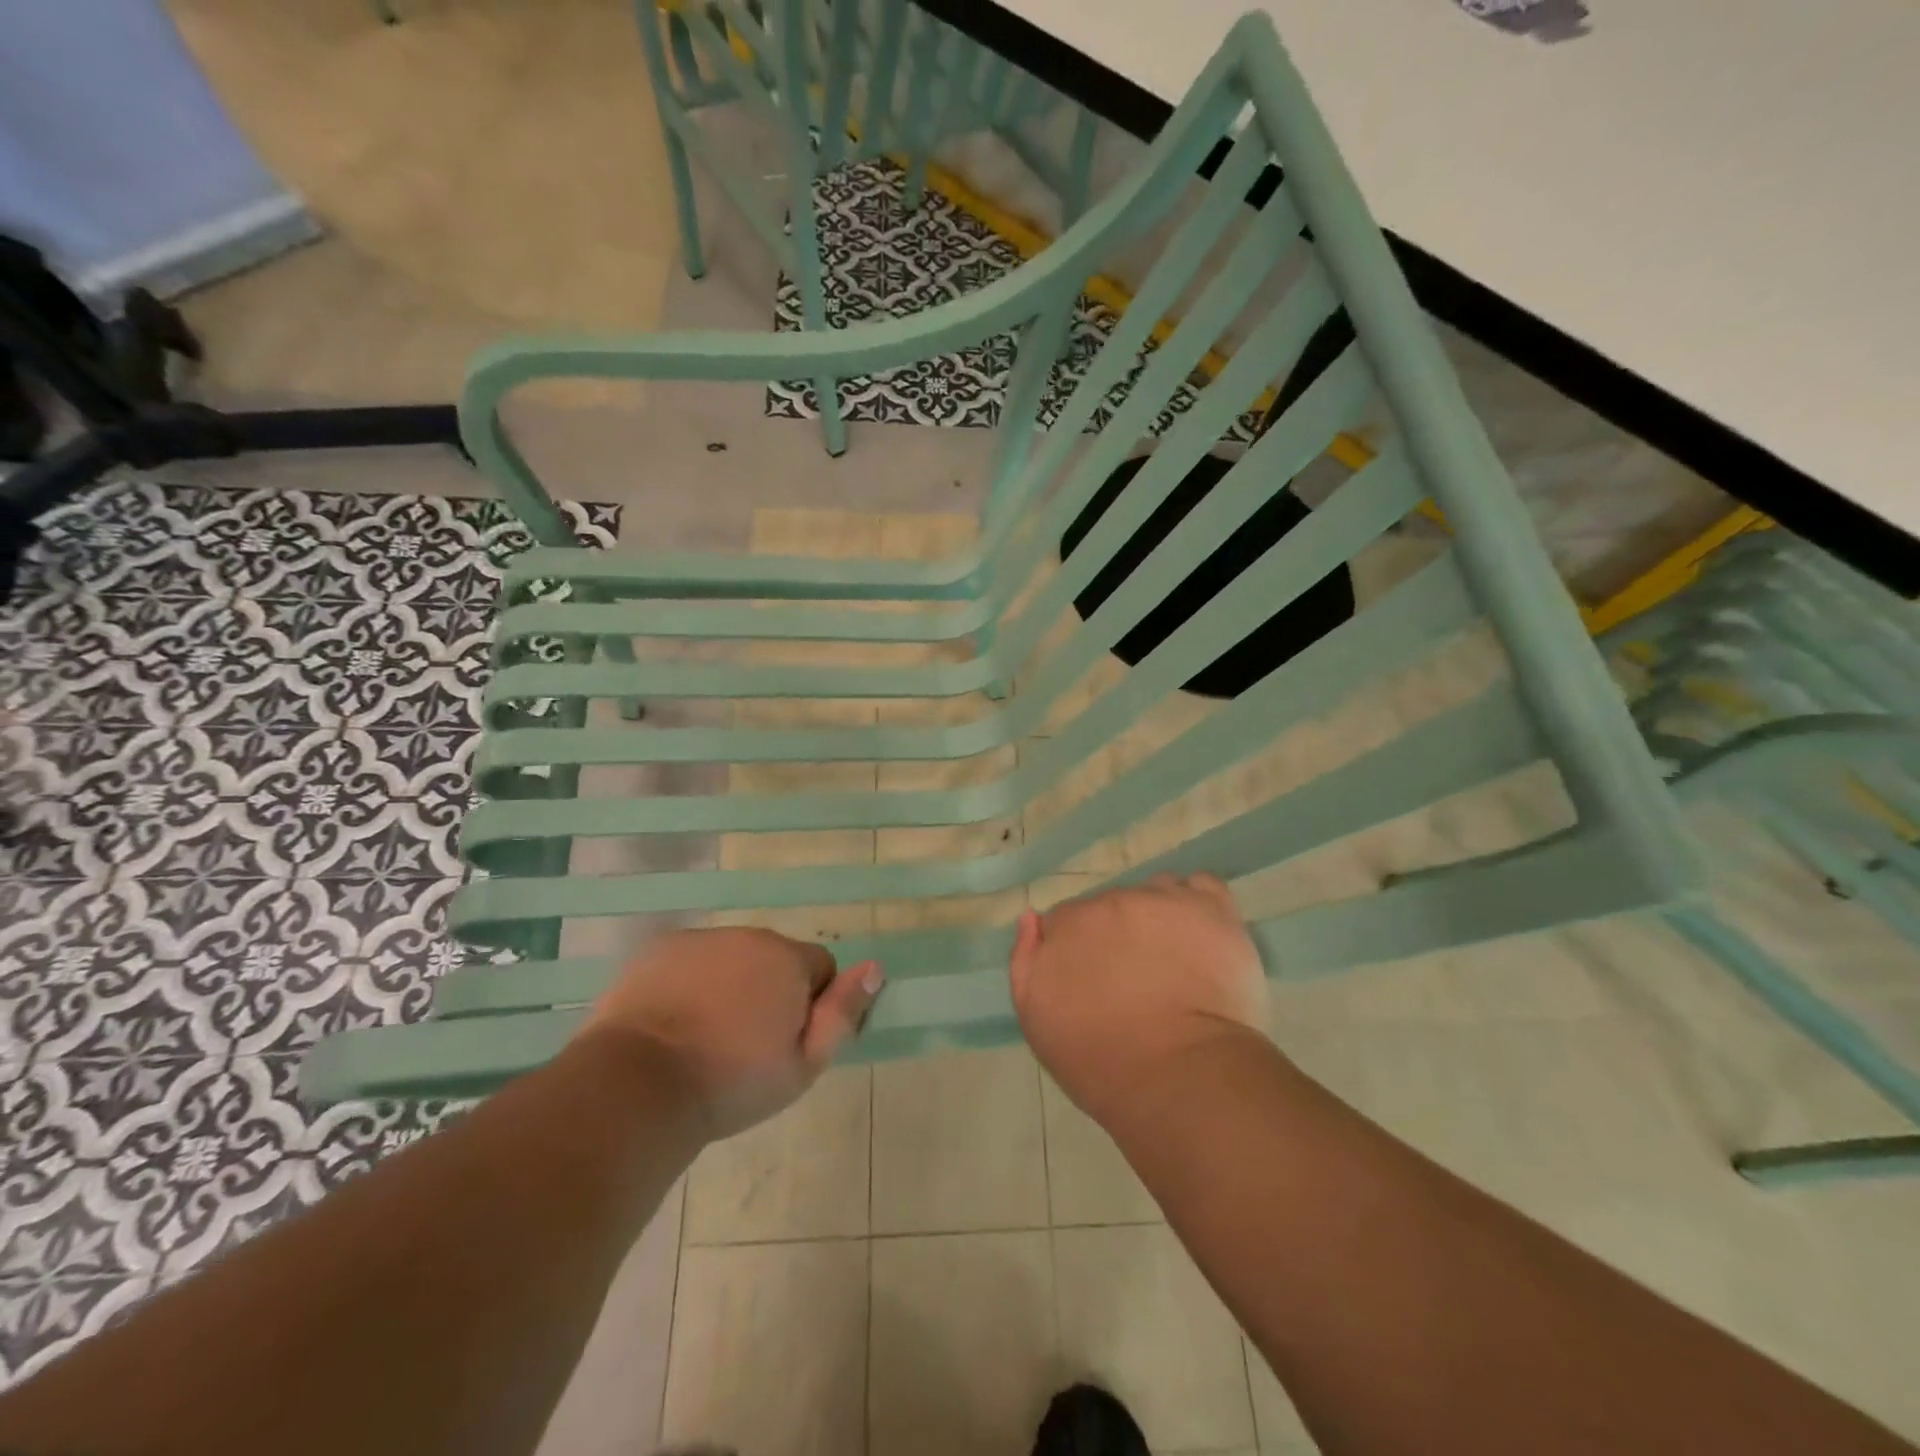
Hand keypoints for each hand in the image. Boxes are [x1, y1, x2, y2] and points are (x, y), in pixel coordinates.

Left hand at [580, 927, 882, 1139]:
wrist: (638, 1085)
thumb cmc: (731, 1082)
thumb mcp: (803, 1065)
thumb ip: (842, 1013)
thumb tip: (874, 968)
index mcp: (787, 959)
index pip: (820, 968)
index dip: (811, 1005)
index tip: (786, 1041)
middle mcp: (749, 936)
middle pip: (774, 959)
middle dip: (770, 990)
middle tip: (746, 1043)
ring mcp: (701, 939)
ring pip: (732, 958)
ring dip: (731, 984)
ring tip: (706, 1036)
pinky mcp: (660, 948)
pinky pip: (693, 959)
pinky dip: (692, 981)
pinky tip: (674, 1021)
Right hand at [1009, 874, 1266, 1128]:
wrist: (1182, 1079)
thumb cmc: (1102, 1063)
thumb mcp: (1037, 1020)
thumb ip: (1024, 962)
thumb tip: (1031, 918)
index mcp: (1068, 925)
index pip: (1067, 922)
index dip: (1080, 951)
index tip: (1095, 983)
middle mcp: (1110, 901)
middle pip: (1111, 907)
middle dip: (1119, 935)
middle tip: (1138, 983)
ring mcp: (1162, 900)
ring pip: (1154, 895)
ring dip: (1158, 919)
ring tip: (1176, 963)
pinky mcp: (1211, 908)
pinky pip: (1201, 886)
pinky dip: (1198, 906)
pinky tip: (1202, 935)